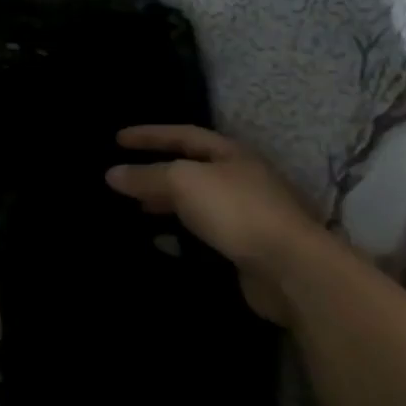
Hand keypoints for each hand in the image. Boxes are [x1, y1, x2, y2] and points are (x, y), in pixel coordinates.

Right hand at [105, 125, 321, 323]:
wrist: (293, 270)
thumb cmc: (236, 210)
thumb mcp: (182, 182)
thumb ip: (145, 176)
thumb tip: (112, 174)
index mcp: (231, 154)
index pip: (183, 134)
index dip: (150, 135)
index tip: (117, 139)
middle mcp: (242, 180)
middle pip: (191, 170)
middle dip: (156, 172)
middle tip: (125, 178)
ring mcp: (248, 216)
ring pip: (197, 204)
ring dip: (167, 205)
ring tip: (137, 209)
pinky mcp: (248, 250)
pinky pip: (205, 235)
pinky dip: (181, 235)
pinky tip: (162, 242)